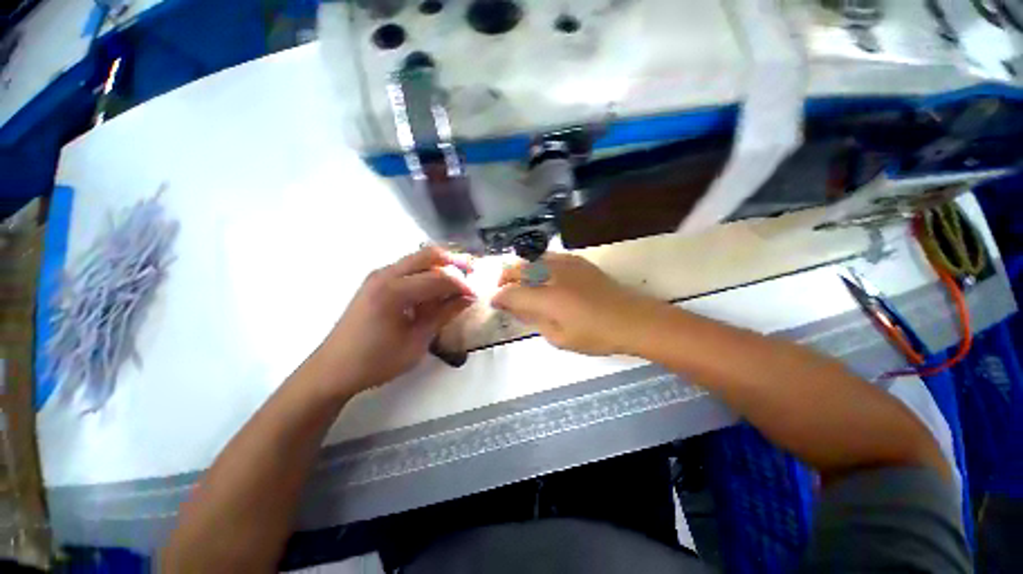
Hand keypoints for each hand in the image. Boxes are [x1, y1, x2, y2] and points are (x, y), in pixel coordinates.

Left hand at [318, 246, 474, 393]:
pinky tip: (435, 291)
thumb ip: (444, 314)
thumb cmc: (376, 361)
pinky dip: (427, 273)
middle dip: (455, 263)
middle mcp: (385, 274)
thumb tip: (469, 298)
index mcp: (394, 291)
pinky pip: (409, 267)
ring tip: (458, 284)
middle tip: (472, 277)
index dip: (463, 284)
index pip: (439, 277)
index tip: (476, 295)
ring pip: (419, 258)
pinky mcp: (377, 280)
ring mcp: (379, 275)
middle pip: (429, 254)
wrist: (333, 369)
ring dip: (441, 267)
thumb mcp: (417, 341)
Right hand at [491, 254, 660, 355]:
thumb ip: (533, 319)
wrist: (633, 318)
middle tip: (505, 292)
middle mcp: (552, 274)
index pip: (511, 292)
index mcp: (547, 297)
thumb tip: (515, 308)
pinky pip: (548, 258)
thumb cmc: (596, 335)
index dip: (498, 297)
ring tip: (521, 284)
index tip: (495, 303)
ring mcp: (566, 263)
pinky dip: (537, 266)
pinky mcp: (577, 260)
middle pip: (517, 268)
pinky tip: (543, 278)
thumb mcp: (559, 337)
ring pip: (531, 259)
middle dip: (504, 278)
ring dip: (520, 271)